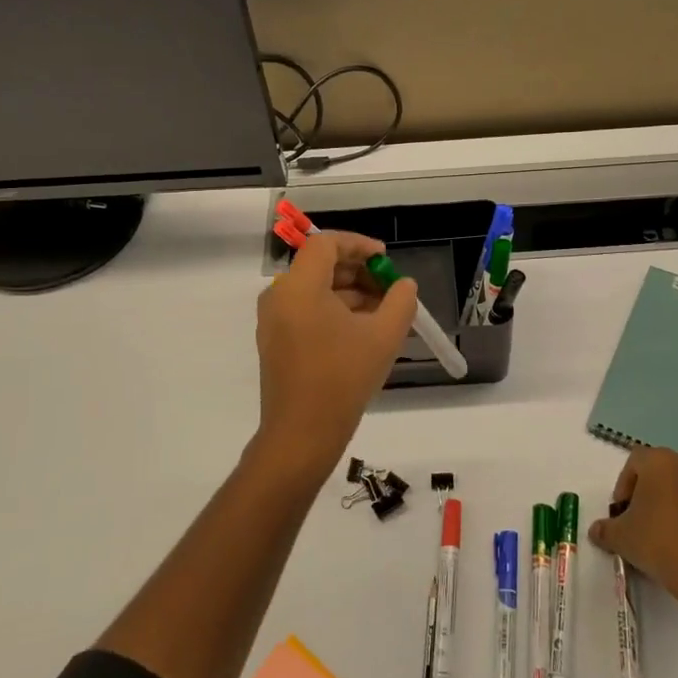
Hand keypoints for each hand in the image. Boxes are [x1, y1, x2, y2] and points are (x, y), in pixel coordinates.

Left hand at [252, 230, 417, 483]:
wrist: (302, 434)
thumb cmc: (343, 378)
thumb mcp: (384, 336)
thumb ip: (400, 301)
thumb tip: (403, 285)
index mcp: (298, 287)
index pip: (325, 244)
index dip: (358, 244)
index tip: (385, 259)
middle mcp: (279, 296)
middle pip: (319, 265)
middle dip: (357, 270)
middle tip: (389, 287)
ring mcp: (273, 321)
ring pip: (314, 290)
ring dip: (349, 293)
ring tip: (383, 312)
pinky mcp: (276, 342)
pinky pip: (306, 311)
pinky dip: (334, 311)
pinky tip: (362, 331)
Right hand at [588, 447, 677, 606]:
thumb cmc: (657, 541)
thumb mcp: (620, 537)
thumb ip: (604, 530)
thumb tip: (595, 531)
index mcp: (659, 461)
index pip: (634, 462)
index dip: (623, 485)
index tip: (621, 512)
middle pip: (659, 472)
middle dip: (646, 493)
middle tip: (637, 521)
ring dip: (668, 504)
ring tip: (660, 535)